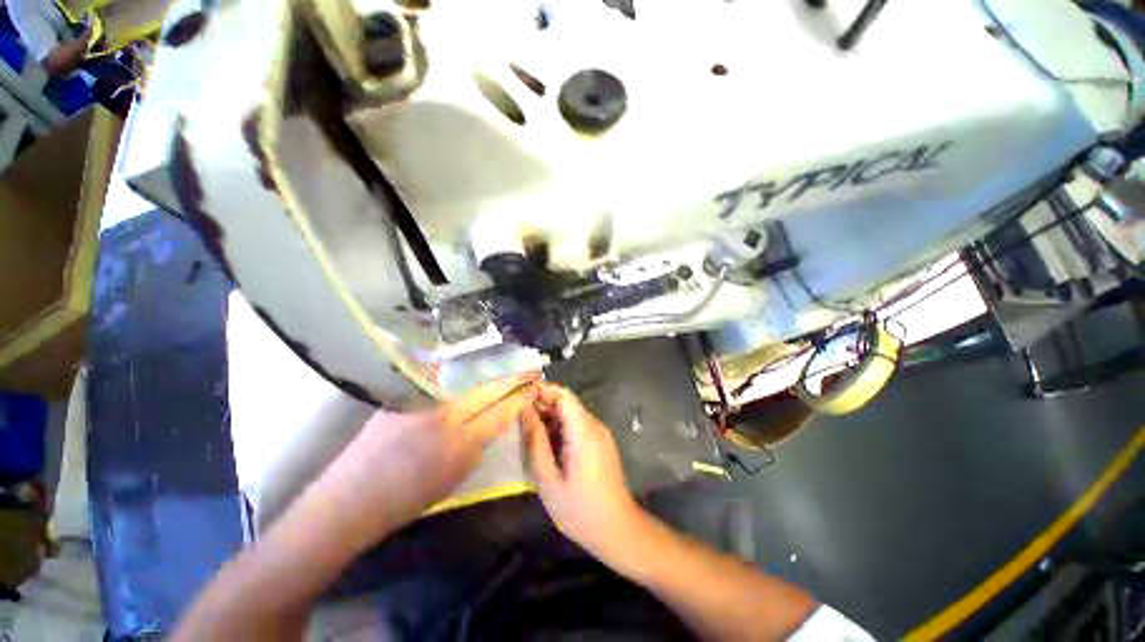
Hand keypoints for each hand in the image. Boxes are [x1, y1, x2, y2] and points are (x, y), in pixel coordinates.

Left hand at [311, 375, 537, 552]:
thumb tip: (494, 417)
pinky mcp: (403, 394)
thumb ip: (479, 443)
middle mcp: (445, 415)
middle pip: (488, 387)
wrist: (350, 500)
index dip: (520, 394)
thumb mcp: (456, 476)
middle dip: (511, 375)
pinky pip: (442, 378)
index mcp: (461, 444)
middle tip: (527, 366)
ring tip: (505, 363)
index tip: (533, 383)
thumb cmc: (407, 499)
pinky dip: (462, 373)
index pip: (502, 409)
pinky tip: (471, 367)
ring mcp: (422, 400)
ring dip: (489, 370)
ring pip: (467, 378)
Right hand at [521, 383, 644, 557]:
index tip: (520, 397)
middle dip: (542, 404)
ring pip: (571, 413)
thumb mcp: (548, 479)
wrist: (617, 530)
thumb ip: (535, 441)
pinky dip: (559, 427)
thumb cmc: (579, 509)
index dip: (542, 390)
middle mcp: (595, 425)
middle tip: (518, 418)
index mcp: (584, 431)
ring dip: (550, 417)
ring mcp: (600, 433)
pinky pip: (577, 425)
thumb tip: (524, 411)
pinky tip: (546, 443)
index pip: (563, 394)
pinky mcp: (600, 442)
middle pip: (567, 402)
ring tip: (527, 431)